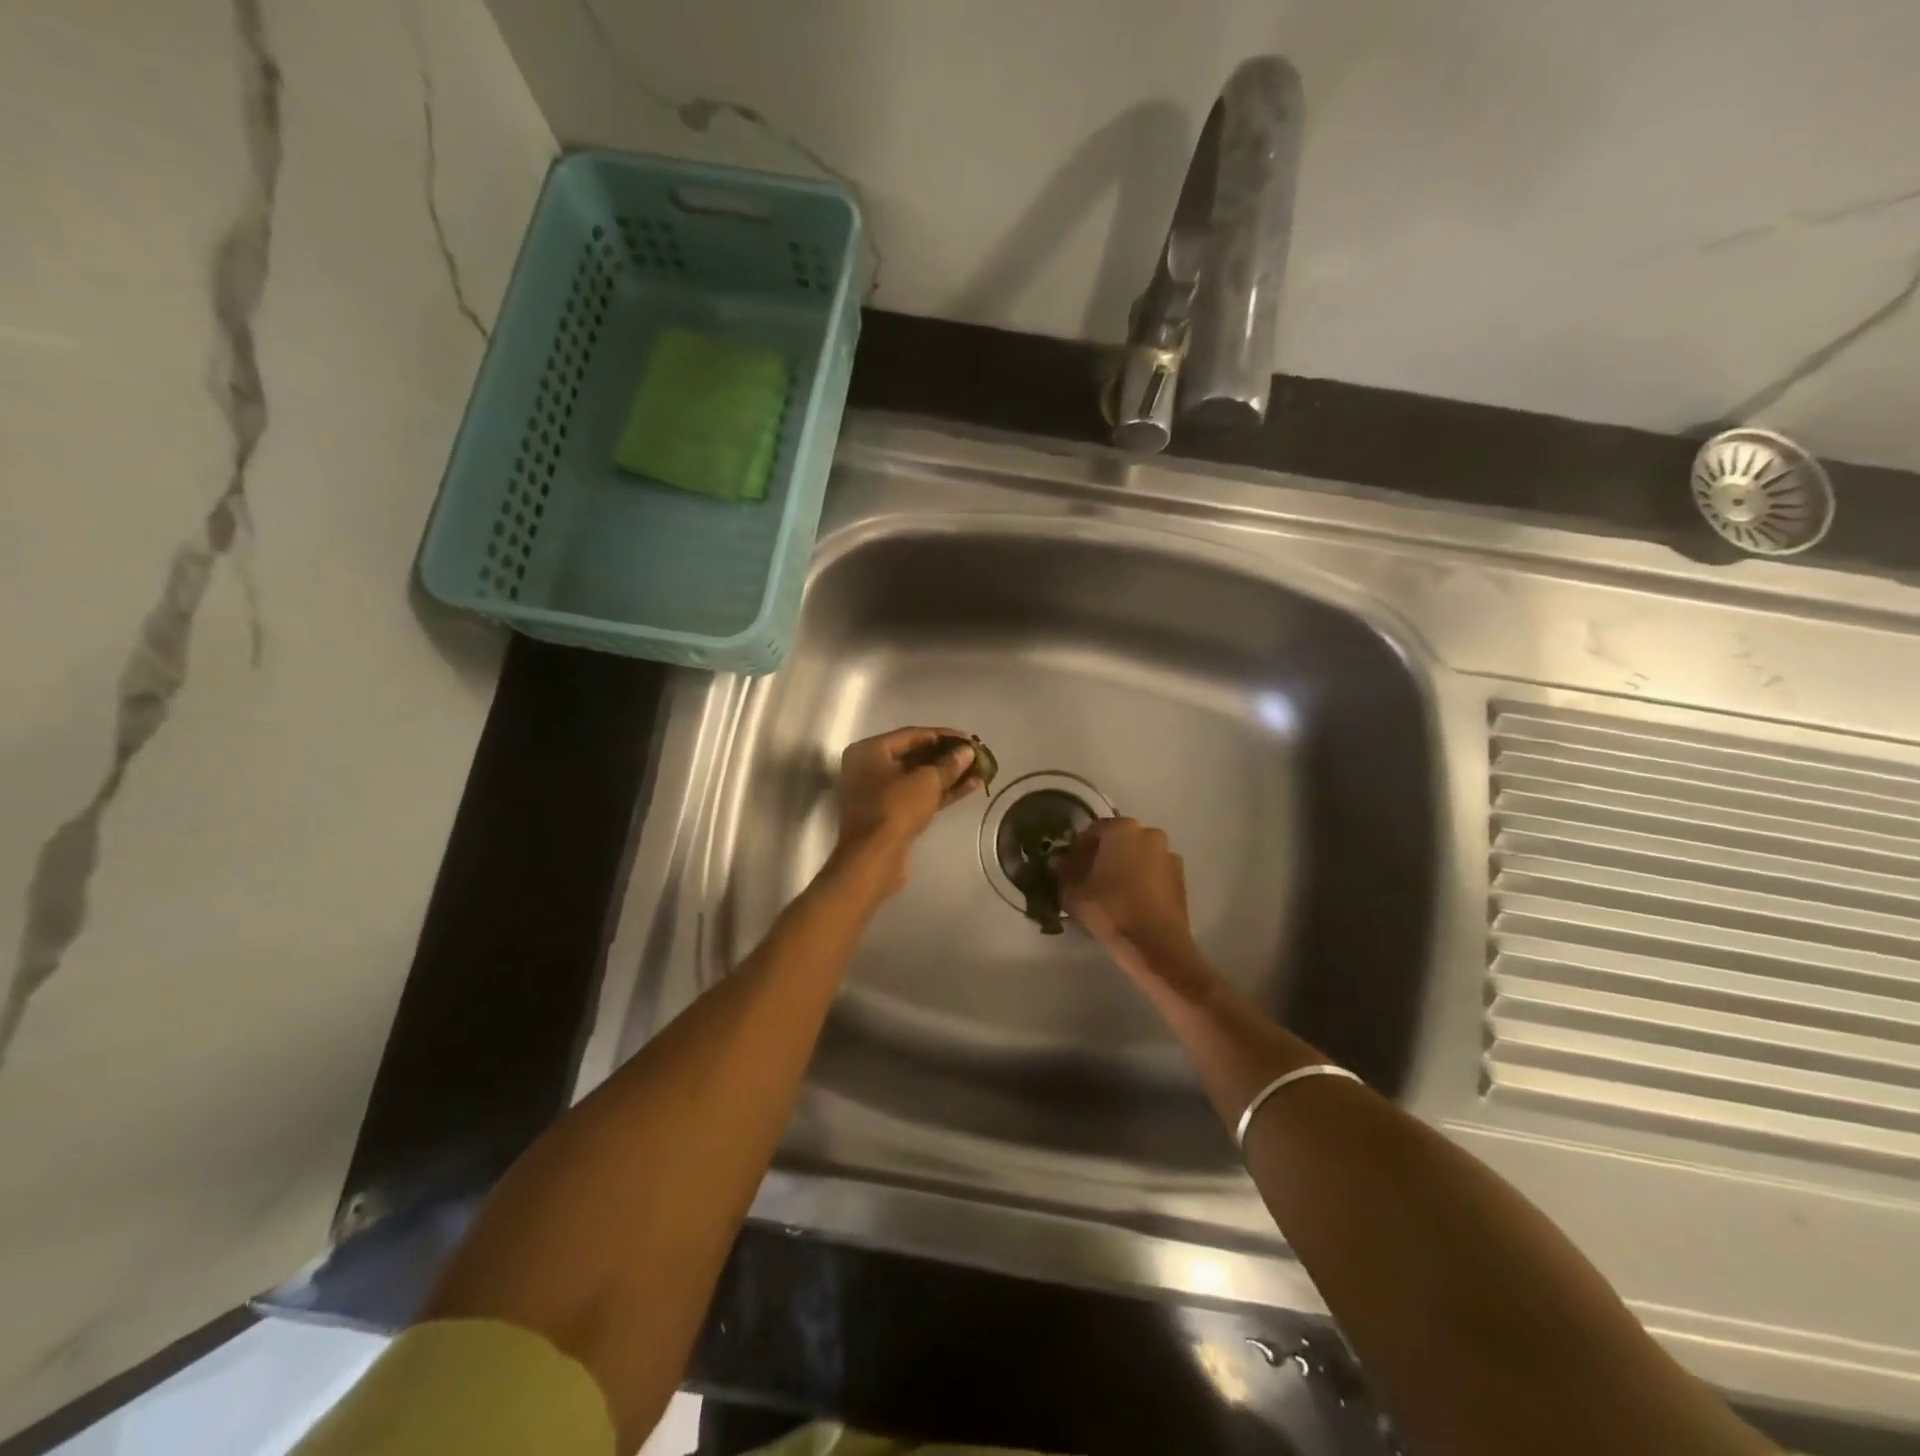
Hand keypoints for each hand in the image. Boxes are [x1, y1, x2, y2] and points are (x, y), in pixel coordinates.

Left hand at [833, 727, 982, 890]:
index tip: (969, 739)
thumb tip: (967, 752)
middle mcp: (869, 768)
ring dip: (948, 776)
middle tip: (974, 756)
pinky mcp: (889, 816)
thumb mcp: (926, 781)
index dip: (943, 735)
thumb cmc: (895, 808)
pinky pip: (917, 796)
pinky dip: (940, 793)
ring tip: (979, 772)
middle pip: (914, 756)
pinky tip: (969, 788)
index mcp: (869, 751)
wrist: (874, 858)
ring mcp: (878, 794)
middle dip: (947, 757)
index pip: (911, 735)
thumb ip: (949, 763)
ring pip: (918, 779)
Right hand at [1054, 817, 1197, 976]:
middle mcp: (1149, 834)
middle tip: (1088, 878)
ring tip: (1110, 891)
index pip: (1092, 831)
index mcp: (1122, 829)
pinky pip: (1153, 872)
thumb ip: (1064, 873)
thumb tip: (1059, 861)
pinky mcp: (1181, 877)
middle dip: (1102, 855)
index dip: (1078, 849)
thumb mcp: (1075, 894)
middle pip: (1118, 840)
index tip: (1069, 867)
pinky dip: (1141, 879)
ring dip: (1124, 867)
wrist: (1157, 945)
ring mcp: (1169, 855)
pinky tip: (1131, 900)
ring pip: (1137, 855)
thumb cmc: (1111, 911)